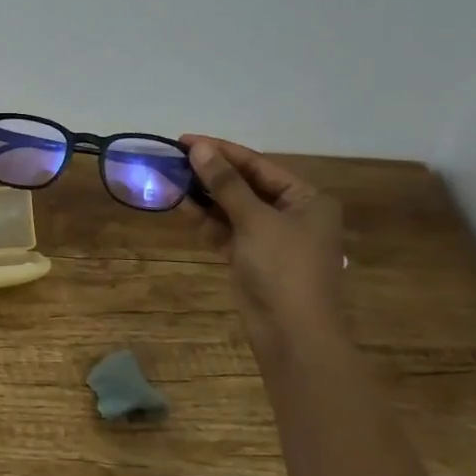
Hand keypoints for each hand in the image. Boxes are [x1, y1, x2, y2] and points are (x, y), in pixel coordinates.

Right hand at [182, 135, 345, 342]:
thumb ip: (225, 183)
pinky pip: (225, 230)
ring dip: (203, 195)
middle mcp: (291, 214)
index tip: (184, 139)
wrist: (293, 336)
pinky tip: (179, 204)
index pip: (258, 165)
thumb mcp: (255, 220)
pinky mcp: (251, 258)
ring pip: (231, 207)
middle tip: (172, 157)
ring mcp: (270, 237)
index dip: (221, 150)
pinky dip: (205, 219)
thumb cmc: (284, 269)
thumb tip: (198, 147)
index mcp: (306, 199)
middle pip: (244, 184)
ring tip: (169, 177)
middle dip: (209, 172)